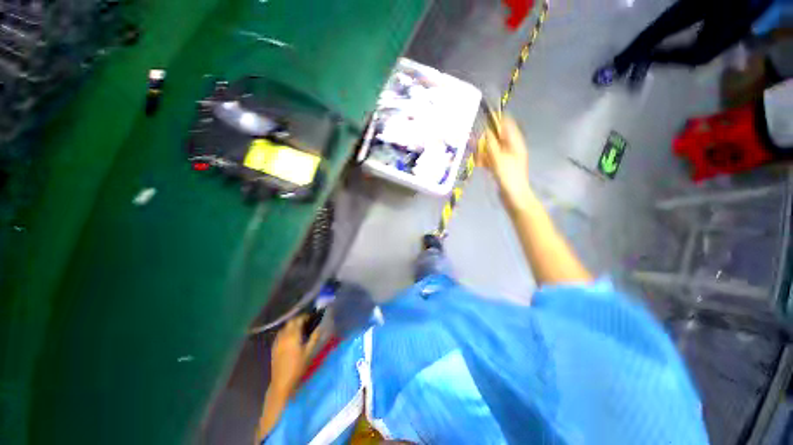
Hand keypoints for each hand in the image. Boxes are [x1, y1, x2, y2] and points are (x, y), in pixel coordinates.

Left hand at [269, 315, 321, 395]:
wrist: (282, 382)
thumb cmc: (298, 366)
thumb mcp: (309, 352)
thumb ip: (314, 337)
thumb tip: (320, 326)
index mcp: (293, 335)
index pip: (298, 320)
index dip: (305, 317)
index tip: (312, 318)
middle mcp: (284, 336)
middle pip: (290, 322)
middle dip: (298, 320)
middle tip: (307, 323)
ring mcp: (277, 341)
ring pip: (284, 327)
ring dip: (292, 325)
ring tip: (299, 329)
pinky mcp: (274, 347)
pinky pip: (280, 334)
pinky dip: (286, 332)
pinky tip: (290, 337)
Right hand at [476, 114, 532, 209]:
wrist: (514, 197)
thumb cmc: (509, 177)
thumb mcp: (499, 159)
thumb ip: (491, 145)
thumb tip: (485, 131)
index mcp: (515, 143)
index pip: (507, 125)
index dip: (496, 120)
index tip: (482, 119)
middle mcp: (510, 148)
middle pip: (496, 137)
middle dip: (484, 138)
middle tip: (470, 139)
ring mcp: (504, 158)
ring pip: (491, 149)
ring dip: (481, 150)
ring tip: (470, 152)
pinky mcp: (499, 167)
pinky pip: (489, 159)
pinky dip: (483, 159)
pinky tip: (476, 162)